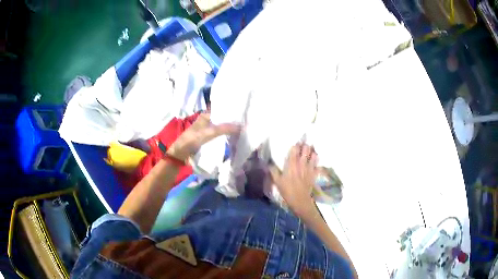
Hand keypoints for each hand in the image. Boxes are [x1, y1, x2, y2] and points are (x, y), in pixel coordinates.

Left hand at [167, 113, 239, 161]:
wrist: (181, 154)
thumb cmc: (192, 139)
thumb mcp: (209, 132)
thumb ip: (224, 128)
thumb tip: (241, 126)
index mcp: (206, 115)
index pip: (222, 110)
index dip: (231, 112)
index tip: (243, 114)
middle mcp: (207, 121)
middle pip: (222, 120)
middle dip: (232, 122)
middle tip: (246, 123)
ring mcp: (207, 130)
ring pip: (221, 128)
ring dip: (229, 130)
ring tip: (243, 130)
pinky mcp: (207, 139)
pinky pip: (219, 136)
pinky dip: (225, 137)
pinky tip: (233, 138)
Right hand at [270, 144, 317, 216]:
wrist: (300, 200)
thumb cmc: (287, 191)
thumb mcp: (277, 181)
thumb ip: (273, 171)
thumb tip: (269, 163)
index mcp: (292, 164)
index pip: (295, 149)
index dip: (295, 144)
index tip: (295, 142)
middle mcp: (301, 163)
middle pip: (306, 149)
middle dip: (305, 145)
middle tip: (303, 144)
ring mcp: (309, 168)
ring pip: (313, 155)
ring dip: (312, 151)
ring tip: (310, 150)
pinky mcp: (314, 174)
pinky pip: (318, 164)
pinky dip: (317, 161)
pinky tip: (316, 160)